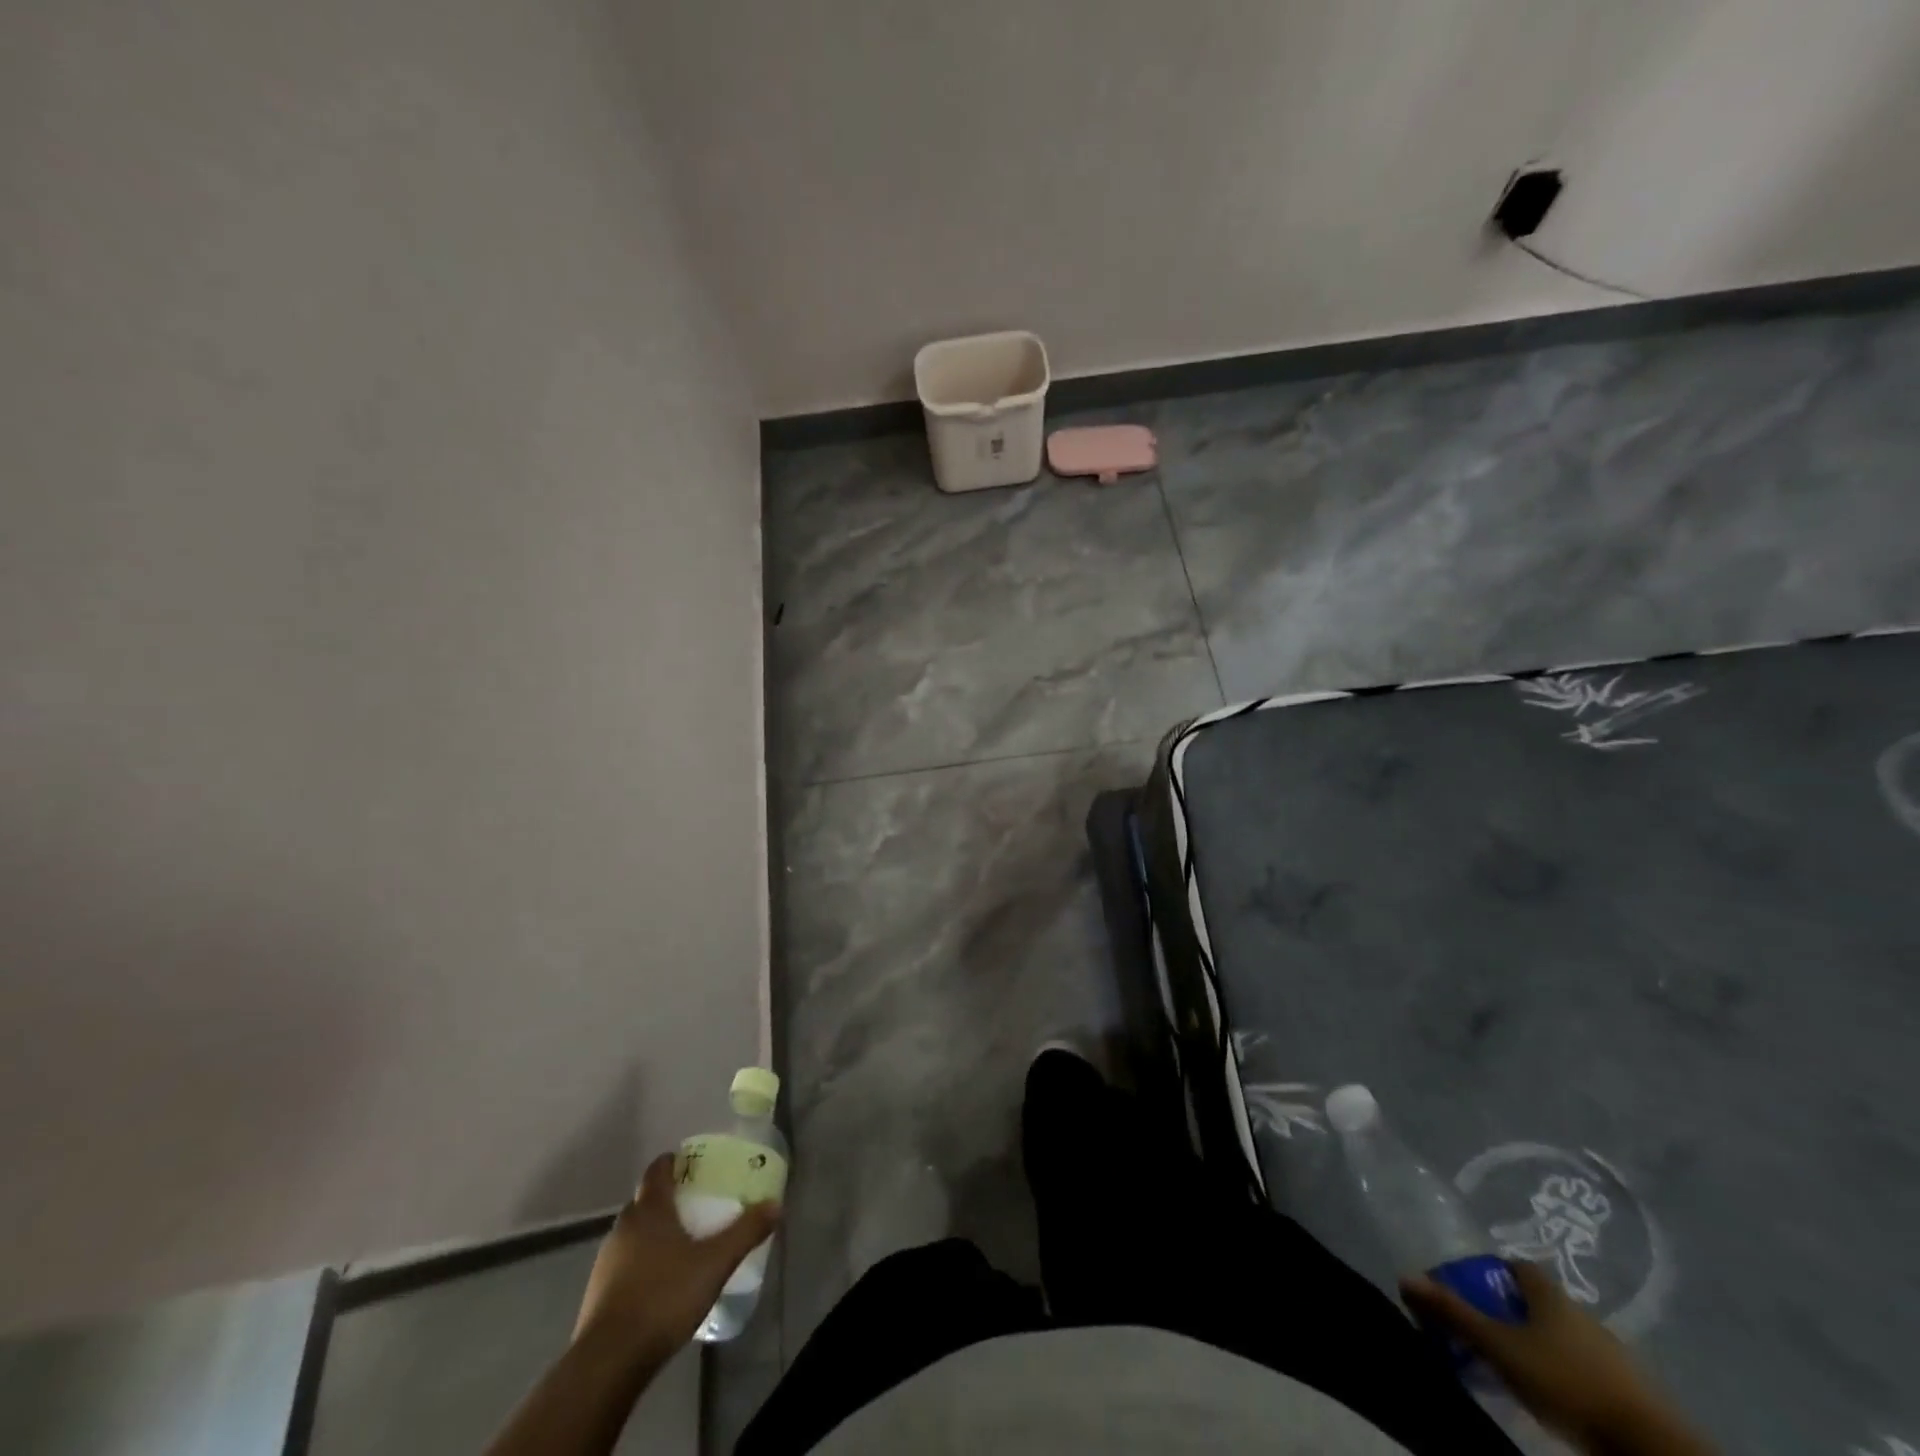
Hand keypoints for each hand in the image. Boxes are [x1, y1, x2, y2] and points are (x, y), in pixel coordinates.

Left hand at [573, 1152, 781, 1362]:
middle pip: (644, 1200)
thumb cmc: (664, 1297)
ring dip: (652, 1233)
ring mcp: (606, 1261)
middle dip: (666, 1198)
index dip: (672, 1162)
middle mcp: (624, 1227)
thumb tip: (775, 1204)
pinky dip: (640, 1263)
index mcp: (650, 1210)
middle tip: (694, 1205)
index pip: (657, 1170)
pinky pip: (623, 1264)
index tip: (691, 1163)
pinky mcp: (596, 1294)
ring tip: (680, 1245)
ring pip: (632, 1233)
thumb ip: (745, 1232)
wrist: (608, 1362)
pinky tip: (658, 1284)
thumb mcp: (715, 1263)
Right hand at [1402, 1261, 1711, 1455]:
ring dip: (1543, 1346)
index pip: (1519, 1265)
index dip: (1494, 1271)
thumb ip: (1454, 1313)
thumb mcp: (1500, 1348)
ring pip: (1566, 1337)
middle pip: (1542, 1302)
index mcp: (1551, 1295)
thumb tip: (1404, 1276)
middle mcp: (1582, 1313)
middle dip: (1515, 1312)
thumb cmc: (1566, 1382)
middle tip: (1487, 1332)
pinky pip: (1589, 1369)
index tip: (1474, 1289)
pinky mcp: (1632, 1390)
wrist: (1650, 1446)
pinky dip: (1568, 1373)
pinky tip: (1555, 1395)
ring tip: (1517, 1368)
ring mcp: (1613, 1353)